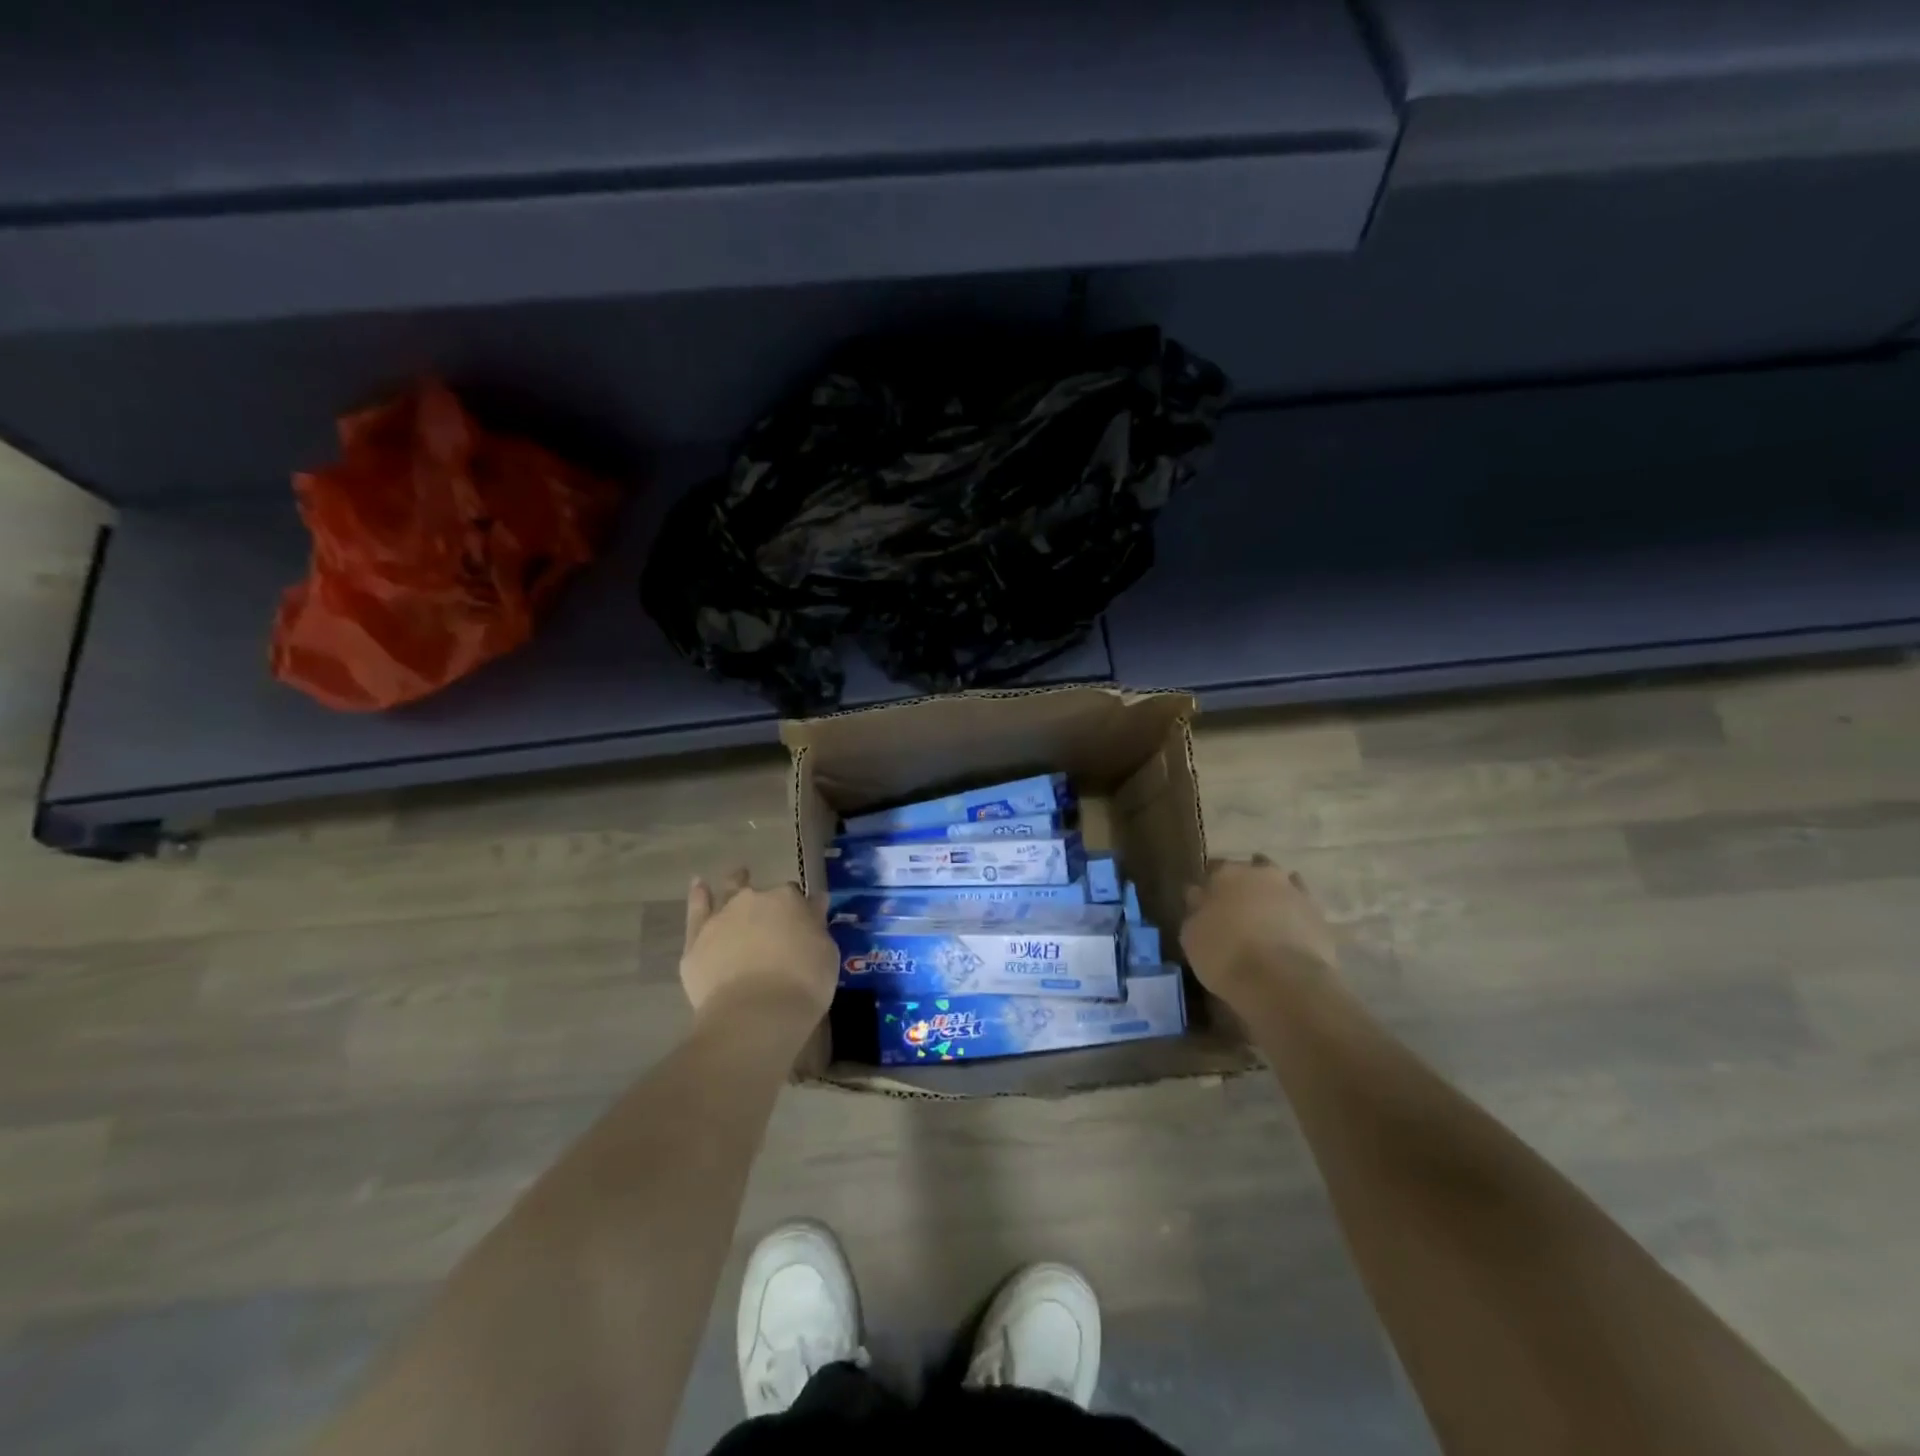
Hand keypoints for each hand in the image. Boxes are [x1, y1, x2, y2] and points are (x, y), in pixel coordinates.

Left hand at [680, 870, 838, 1032]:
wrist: (755, 1015)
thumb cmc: (803, 985)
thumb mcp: (826, 954)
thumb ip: (817, 925)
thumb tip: (815, 903)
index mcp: (789, 900)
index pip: (796, 897)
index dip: (799, 911)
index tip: (802, 925)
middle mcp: (753, 900)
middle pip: (763, 894)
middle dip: (768, 901)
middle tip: (774, 917)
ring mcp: (721, 918)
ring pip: (729, 892)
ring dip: (735, 884)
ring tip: (738, 876)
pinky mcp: (696, 941)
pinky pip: (696, 911)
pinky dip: (698, 896)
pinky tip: (698, 884)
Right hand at [1181, 855, 1338, 1012]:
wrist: (1283, 980)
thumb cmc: (1225, 955)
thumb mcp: (1192, 936)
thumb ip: (1196, 911)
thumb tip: (1199, 897)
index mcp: (1226, 873)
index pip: (1213, 871)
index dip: (1209, 889)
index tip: (1205, 906)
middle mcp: (1262, 873)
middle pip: (1250, 872)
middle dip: (1244, 887)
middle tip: (1236, 912)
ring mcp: (1295, 891)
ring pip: (1280, 886)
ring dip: (1272, 898)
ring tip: (1264, 924)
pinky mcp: (1319, 916)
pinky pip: (1301, 909)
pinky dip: (1294, 917)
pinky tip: (1287, 935)